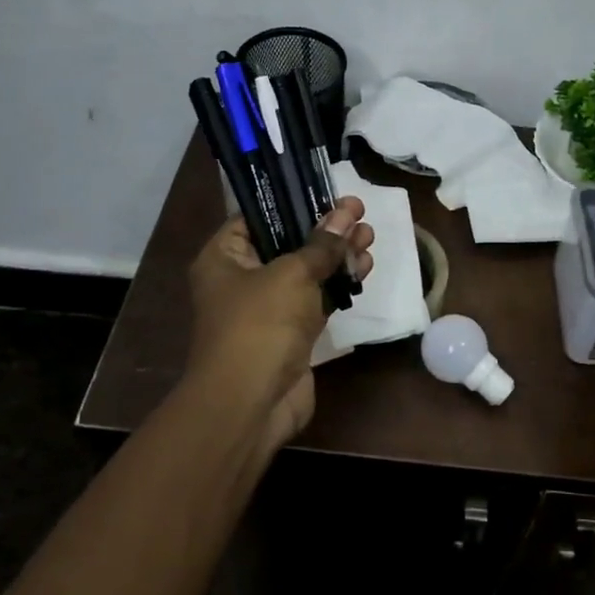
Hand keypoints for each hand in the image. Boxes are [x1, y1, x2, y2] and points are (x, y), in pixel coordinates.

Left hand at [185, 200, 374, 451]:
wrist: (250, 404)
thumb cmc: (260, 324)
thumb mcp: (292, 274)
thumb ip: (322, 244)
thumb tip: (347, 212)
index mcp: (224, 257)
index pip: (257, 217)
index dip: (292, 202)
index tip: (327, 191)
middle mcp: (241, 278)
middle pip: (287, 242)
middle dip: (325, 229)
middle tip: (359, 211)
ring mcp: (267, 308)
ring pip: (307, 271)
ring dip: (338, 255)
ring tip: (370, 236)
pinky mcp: (291, 333)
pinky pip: (317, 299)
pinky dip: (338, 284)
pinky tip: (364, 268)